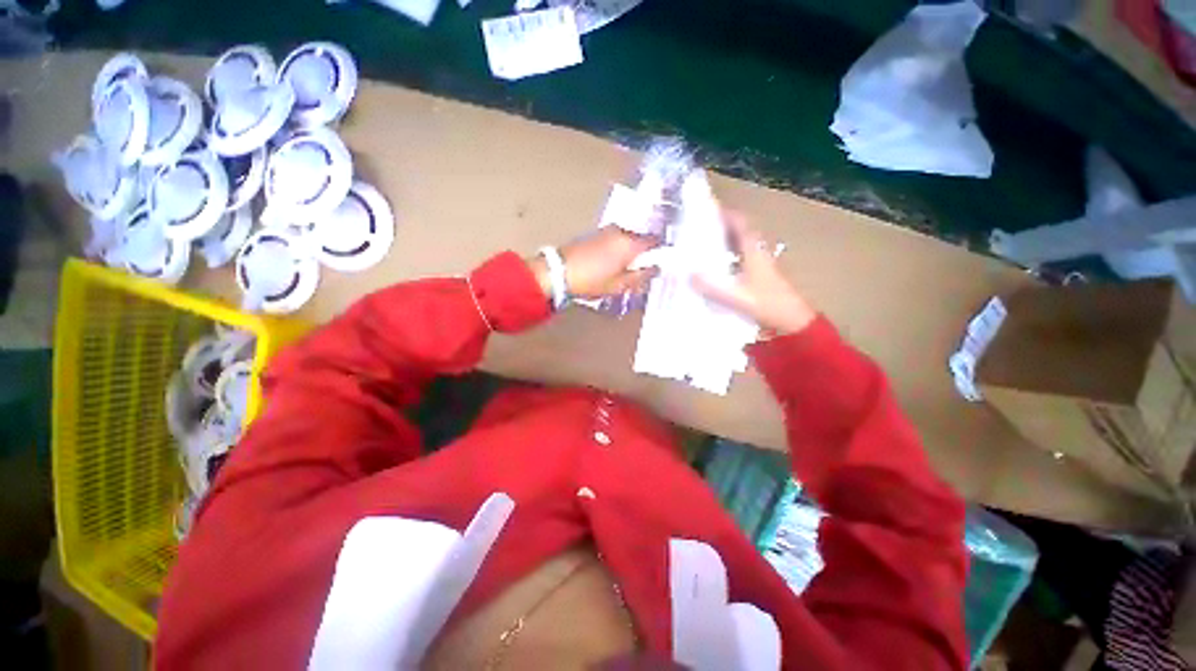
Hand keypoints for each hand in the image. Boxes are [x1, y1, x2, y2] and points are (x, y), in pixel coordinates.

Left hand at [530, 227, 658, 301]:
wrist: (558, 271)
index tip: (658, 264)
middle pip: (640, 240)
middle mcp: (621, 232)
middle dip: (643, 254)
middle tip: (639, 273)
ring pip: (627, 240)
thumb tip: (656, 269)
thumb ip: (641, 276)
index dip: (660, 252)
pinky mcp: (595, 234)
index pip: (655, 241)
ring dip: (629, 252)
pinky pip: (615, 240)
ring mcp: (606, 231)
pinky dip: (617, 250)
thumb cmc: (592, 280)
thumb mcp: (620, 285)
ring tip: (623, 271)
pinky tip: (610, 265)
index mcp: (630, 243)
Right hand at [692, 210, 815, 335]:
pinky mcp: (760, 276)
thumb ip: (712, 287)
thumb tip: (689, 275)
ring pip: (741, 246)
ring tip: (703, 244)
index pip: (741, 225)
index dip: (726, 214)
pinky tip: (715, 267)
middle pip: (740, 232)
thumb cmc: (767, 304)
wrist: (792, 321)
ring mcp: (760, 265)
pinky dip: (728, 257)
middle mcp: (757, 253)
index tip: (709, 209)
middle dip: (721, 226)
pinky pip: (741, 259)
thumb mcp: (736, 296)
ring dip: (725, 241)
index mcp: (754, 252)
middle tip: (700, 227)